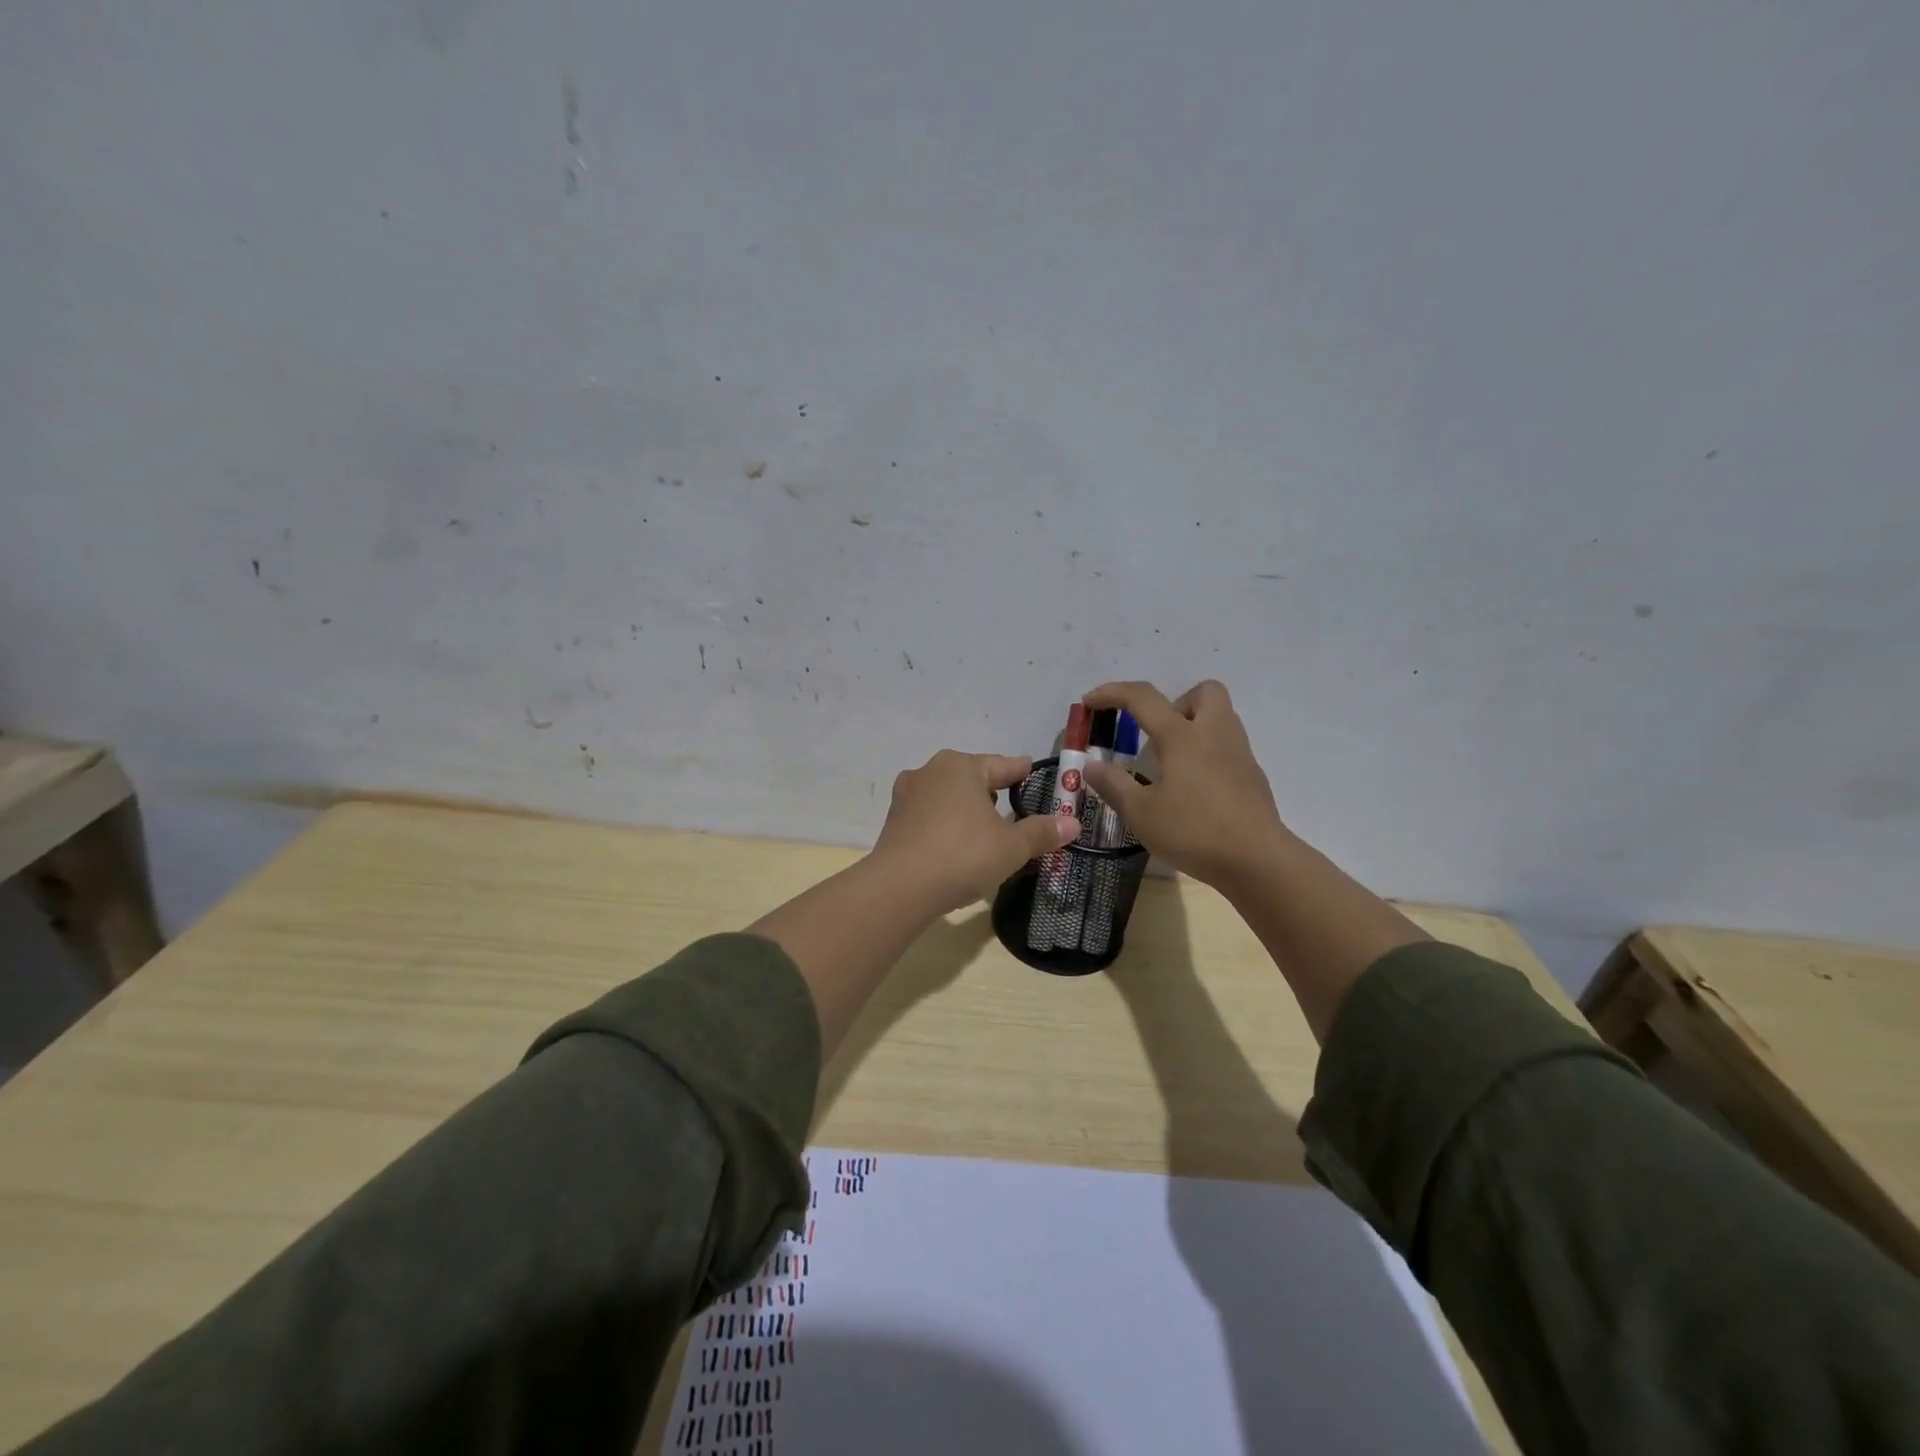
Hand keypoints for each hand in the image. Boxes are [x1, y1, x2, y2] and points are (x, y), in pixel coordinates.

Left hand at [872, 750, 1080, 913]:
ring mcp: (907, 796)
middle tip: (1013, 809)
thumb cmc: (963, 855)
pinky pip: (929, 817)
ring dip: (966, 809)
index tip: (1032, 772)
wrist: (900, 887)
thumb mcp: (1011, 847)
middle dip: (991, 792)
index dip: (1021, 771)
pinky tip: (956, 846)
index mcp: (961, 766)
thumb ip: (1041, 832)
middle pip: (971, 777)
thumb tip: (1072, 824)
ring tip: (984, 830)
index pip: (1002, 765)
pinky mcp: (893, 821)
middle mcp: (930, 771)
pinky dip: (946, 826)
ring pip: (947, 796)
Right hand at [1081, 680, 1291, 891]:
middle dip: (1176, 702)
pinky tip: (1195, 790)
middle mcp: (1214, 734)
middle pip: (1204, 691)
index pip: (1143, 697)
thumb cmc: (1194, 831)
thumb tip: (1091, 766)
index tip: (1090, 702)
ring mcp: (1239, 753)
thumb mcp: (1141, 813)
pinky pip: (1228, 748)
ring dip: (1194, 726)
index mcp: (1182, 736)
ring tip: (1172, 764)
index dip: (1112, 693)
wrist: (1258, 860)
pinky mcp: (1253, 776)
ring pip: (1220, 717)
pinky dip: (1208, 755)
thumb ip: (1113, 785)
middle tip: (1157, 735)